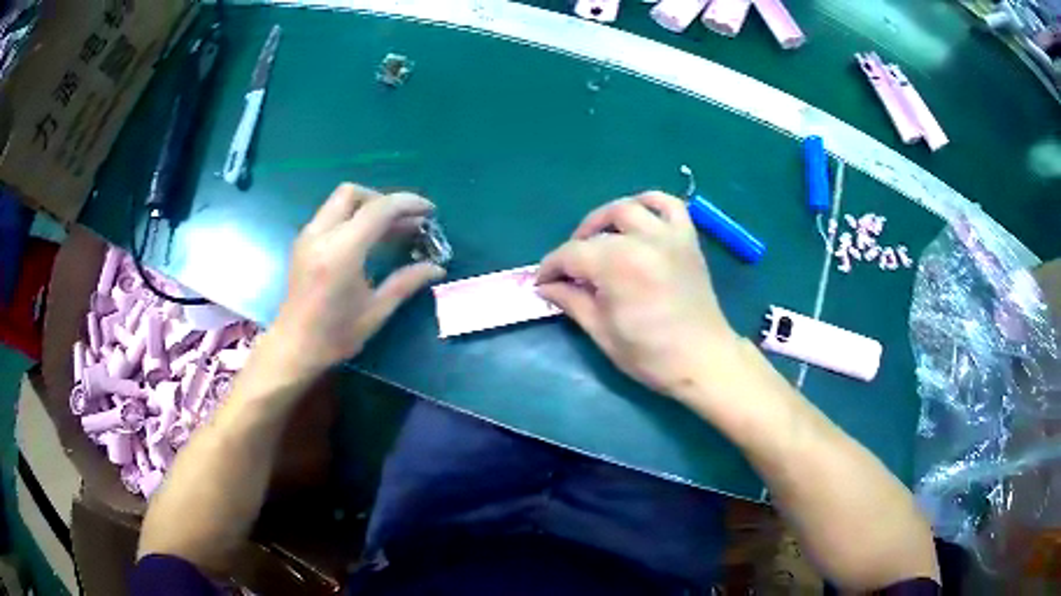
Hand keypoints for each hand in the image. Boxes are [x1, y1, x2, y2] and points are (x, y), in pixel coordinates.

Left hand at [271, 184, 445, 377]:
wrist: (293, 348)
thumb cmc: (335, 335)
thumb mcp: (376, 311)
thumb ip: (406, 282)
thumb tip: (437, 269)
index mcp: (341, 252)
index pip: (379, 209)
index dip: (408, 204)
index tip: (429, 211)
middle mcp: (321, 235)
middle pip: (354, 193)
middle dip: (383, 200)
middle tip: (404, 222)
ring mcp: (308, 237)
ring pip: (340, 201)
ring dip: (367, 208)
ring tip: (390, 231)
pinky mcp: (303, 243)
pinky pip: (330, 216)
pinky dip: (352, 218)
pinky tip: (366, 241)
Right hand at [537, 191, 738, 399]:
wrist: (703, 360)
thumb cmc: (650, 355)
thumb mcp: (602, 332)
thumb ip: (571, 301)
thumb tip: (546, 286)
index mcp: (618, 266)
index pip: (571, 255)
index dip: (551, 268)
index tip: (541, 282)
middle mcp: (642, 241)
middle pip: (596, 231)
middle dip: (575, 247)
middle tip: (569, 270)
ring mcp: (668, 236)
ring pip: (628, 208)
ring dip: (605, 219)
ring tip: (598, 239)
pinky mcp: (687, 239)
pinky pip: (669, 205)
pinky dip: (650, 203)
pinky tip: (638, 216)